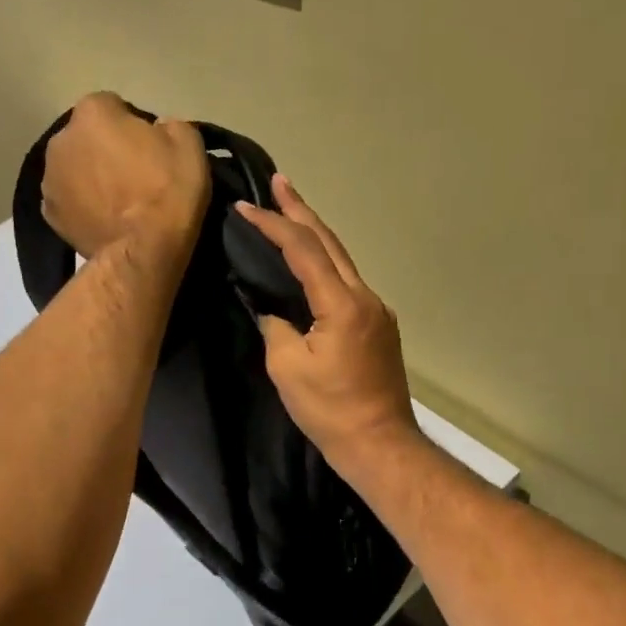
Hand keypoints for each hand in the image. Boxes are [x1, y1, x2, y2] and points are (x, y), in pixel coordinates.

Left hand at [42, 93, 209, 255]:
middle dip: (105, 148)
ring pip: (74, 168)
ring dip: (91, 176)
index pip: (112, 105)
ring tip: (118, 201)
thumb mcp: (190, 145)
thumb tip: (158, 130)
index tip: (150, 147)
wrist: (145, 251)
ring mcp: (49, 178)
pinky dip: (81, 205)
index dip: (133, 124)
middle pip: (87, 136)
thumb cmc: (168, 192)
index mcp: (93, 112)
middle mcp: (62, 138)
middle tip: (134, 174)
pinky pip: (68, 200)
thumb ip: (170, 125)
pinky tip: (104, 220)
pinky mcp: (49, 213)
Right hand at [235, 177, 423, 482]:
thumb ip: (276, 327)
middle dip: (302, 210)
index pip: (304, 250)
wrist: (380, 443)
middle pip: (330, 243)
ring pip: (342, 261)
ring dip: (316, 235)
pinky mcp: (379, 326)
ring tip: (291, 212)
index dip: (274, 225)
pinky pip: (348, 282)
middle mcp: (365, 297)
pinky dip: (326, 263)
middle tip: (279, 182)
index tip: (245, 207)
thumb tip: (272, 310)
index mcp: (342, 304)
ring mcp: (377, 310)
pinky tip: (312, 262)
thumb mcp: (287, 368)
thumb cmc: (330, 410)